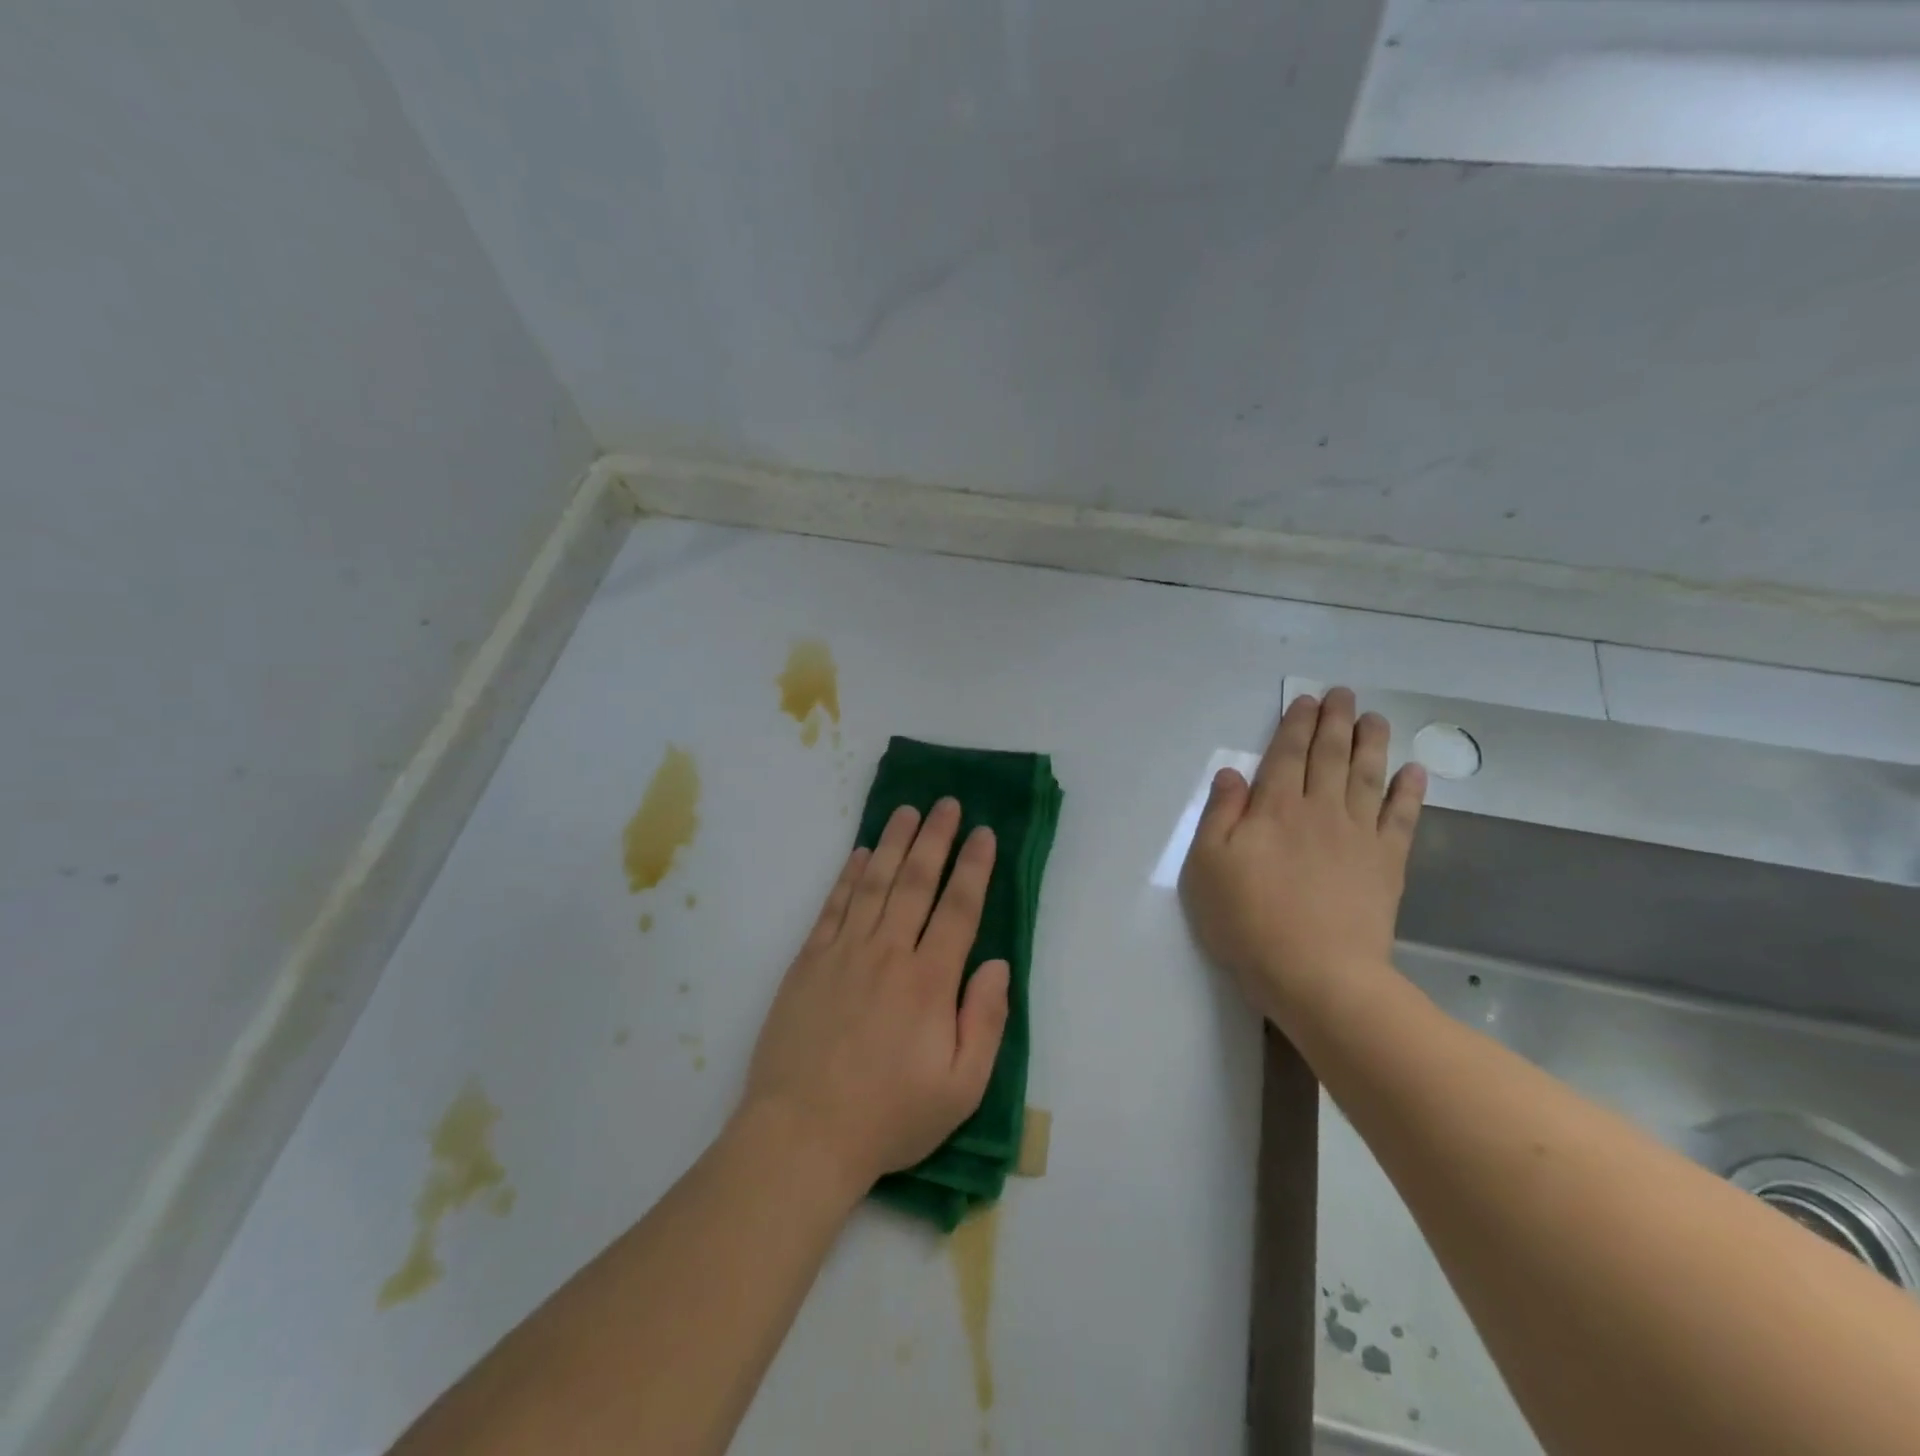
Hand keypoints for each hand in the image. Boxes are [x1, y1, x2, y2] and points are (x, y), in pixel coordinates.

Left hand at [741, 799, 1009, 1196]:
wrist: (801, 1135)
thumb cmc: (889, 1116)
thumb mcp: (960, 1088)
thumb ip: (985, 1021)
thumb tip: (997, 964)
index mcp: (929, 981)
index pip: (958, 909)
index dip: (974, 868)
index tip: (984, 833)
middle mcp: (887, 953)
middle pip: (916, 882)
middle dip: (935, 838)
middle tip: (947, 803)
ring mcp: (843, 953)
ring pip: (874, 883)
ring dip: (893, 843)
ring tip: (906, 811)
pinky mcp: (808, 961)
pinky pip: (833, 906)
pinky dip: (848, 876)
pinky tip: (859, 854)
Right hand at [1180, 688, 1425, 1027]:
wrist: (1317, 974)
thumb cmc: (1248, 920)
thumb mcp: (1207, 867)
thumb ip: (1219, 815)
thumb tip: (1231, 774)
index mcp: (1273, 809)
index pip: (1285, 755)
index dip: (1295, 725)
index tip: (1306, 700)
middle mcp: (1319, 810)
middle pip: (1329, 756)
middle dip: (1335, 721)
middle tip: (1344, 694)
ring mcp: (1358, 835)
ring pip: (1366, 776)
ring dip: (1372, 743)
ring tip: (1376, 718)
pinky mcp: (1387, 863)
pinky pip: (1401, 818)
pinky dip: (1409, 792)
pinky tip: (1413, 772)